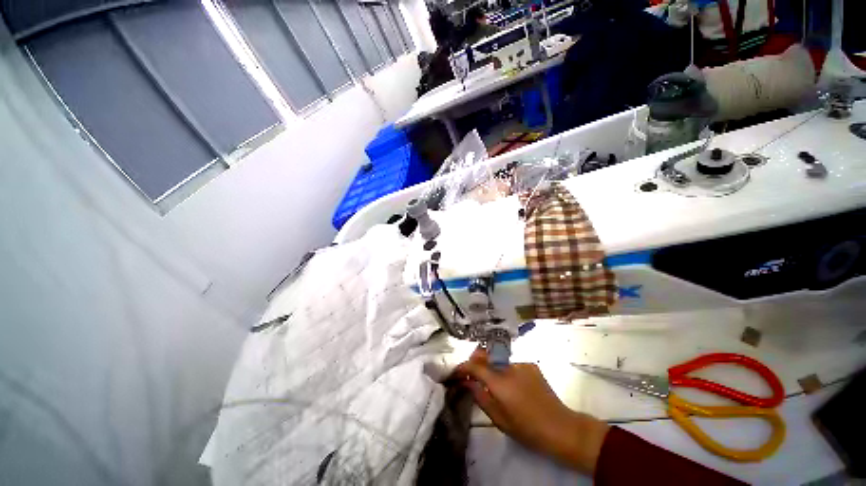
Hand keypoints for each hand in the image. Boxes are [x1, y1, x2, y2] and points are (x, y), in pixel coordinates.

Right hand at [453, 347, 608, 473]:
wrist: (561, 428)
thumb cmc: (527, 429)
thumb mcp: (499, 419)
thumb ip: (480, 396)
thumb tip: (467, 382)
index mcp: (500, 382)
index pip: (475, 366)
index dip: (463, 367)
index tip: (456, 373)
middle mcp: (509, 367)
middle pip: (486, 355)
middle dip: (475, 361)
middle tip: (471, 375)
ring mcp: (522, 364)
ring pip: (499, 360)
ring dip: (492, 368)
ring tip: (495, 385)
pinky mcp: (531, 365)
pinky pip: (512, 365)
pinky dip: (506, 371)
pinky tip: (514, 386)